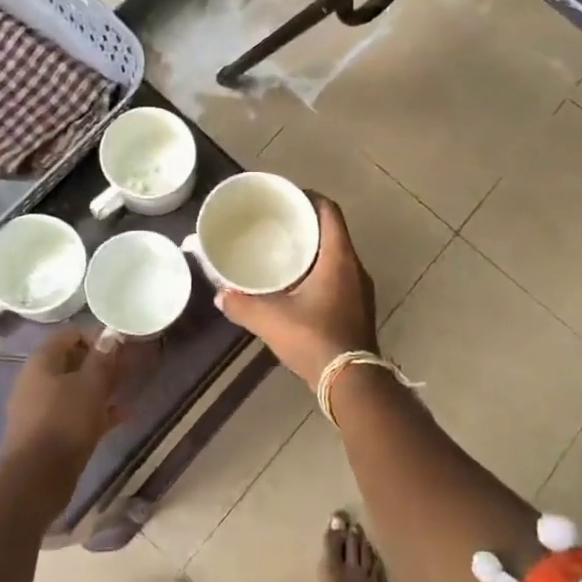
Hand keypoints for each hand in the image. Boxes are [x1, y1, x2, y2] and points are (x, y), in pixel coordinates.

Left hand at [2, 327, 123, 476]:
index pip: (69, 335)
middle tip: (128, 366)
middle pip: (72, 362)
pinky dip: (97, 411)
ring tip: (128, 387)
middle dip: (101, 362)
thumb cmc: (64, 422)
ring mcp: (42, 409)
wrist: (37, 481)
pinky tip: (123, 415)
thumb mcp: (90, 385)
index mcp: (42, 363)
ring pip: (76, 389)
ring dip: (101, 386)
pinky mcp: (49, 433)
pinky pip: (76, 413)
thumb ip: (102, 358)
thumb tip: (110, 334)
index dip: (95, 336)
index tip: (120, 345)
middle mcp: (37, 381)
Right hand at [216, 196, 377, 385]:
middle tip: (278, 226)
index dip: (309, 198)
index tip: (286, 199)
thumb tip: (219, 295)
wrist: (351, 383)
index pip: (329, 211)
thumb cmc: (314, 339)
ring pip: (338, 256)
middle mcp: (355, 267)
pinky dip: (321, 273)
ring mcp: (361, 290)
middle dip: (307, 225)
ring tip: (284, 254)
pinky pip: (340, 277)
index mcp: (339, 257)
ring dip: (315, 251)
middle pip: (333, 232)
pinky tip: (298, 287)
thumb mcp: (271, 320)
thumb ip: (242, 304)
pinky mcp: (360, 309)